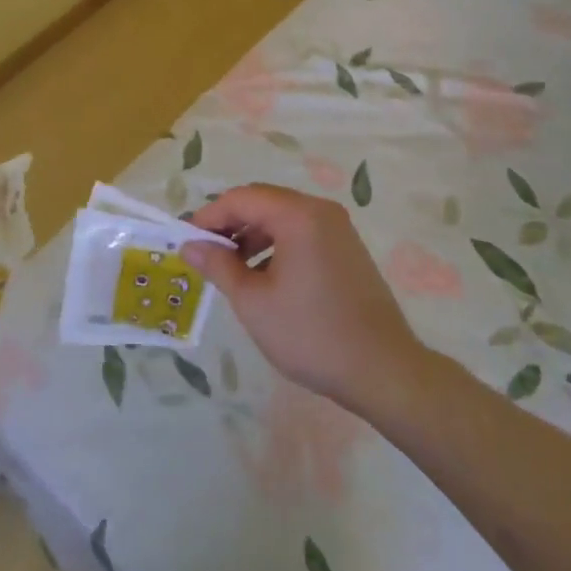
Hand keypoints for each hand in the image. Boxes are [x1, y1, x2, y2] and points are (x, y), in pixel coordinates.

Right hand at [184, 185, 421, 413]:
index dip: (209, 216)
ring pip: (281, 217)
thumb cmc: (312, 334)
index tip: (186, 240)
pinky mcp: (347, 249)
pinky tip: (264, 277)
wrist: (385, 372)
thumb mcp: (254, 302)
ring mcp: (338, 229)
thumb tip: (189, 245)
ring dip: (251, 235)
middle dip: (229, 224)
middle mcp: (319, 210)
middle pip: (262, 202)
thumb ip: (218, 266)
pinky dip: (276, 245)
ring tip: (230, 268)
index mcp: (297, 214)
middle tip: (204, 252)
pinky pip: (301, 232)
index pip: (241, 198)